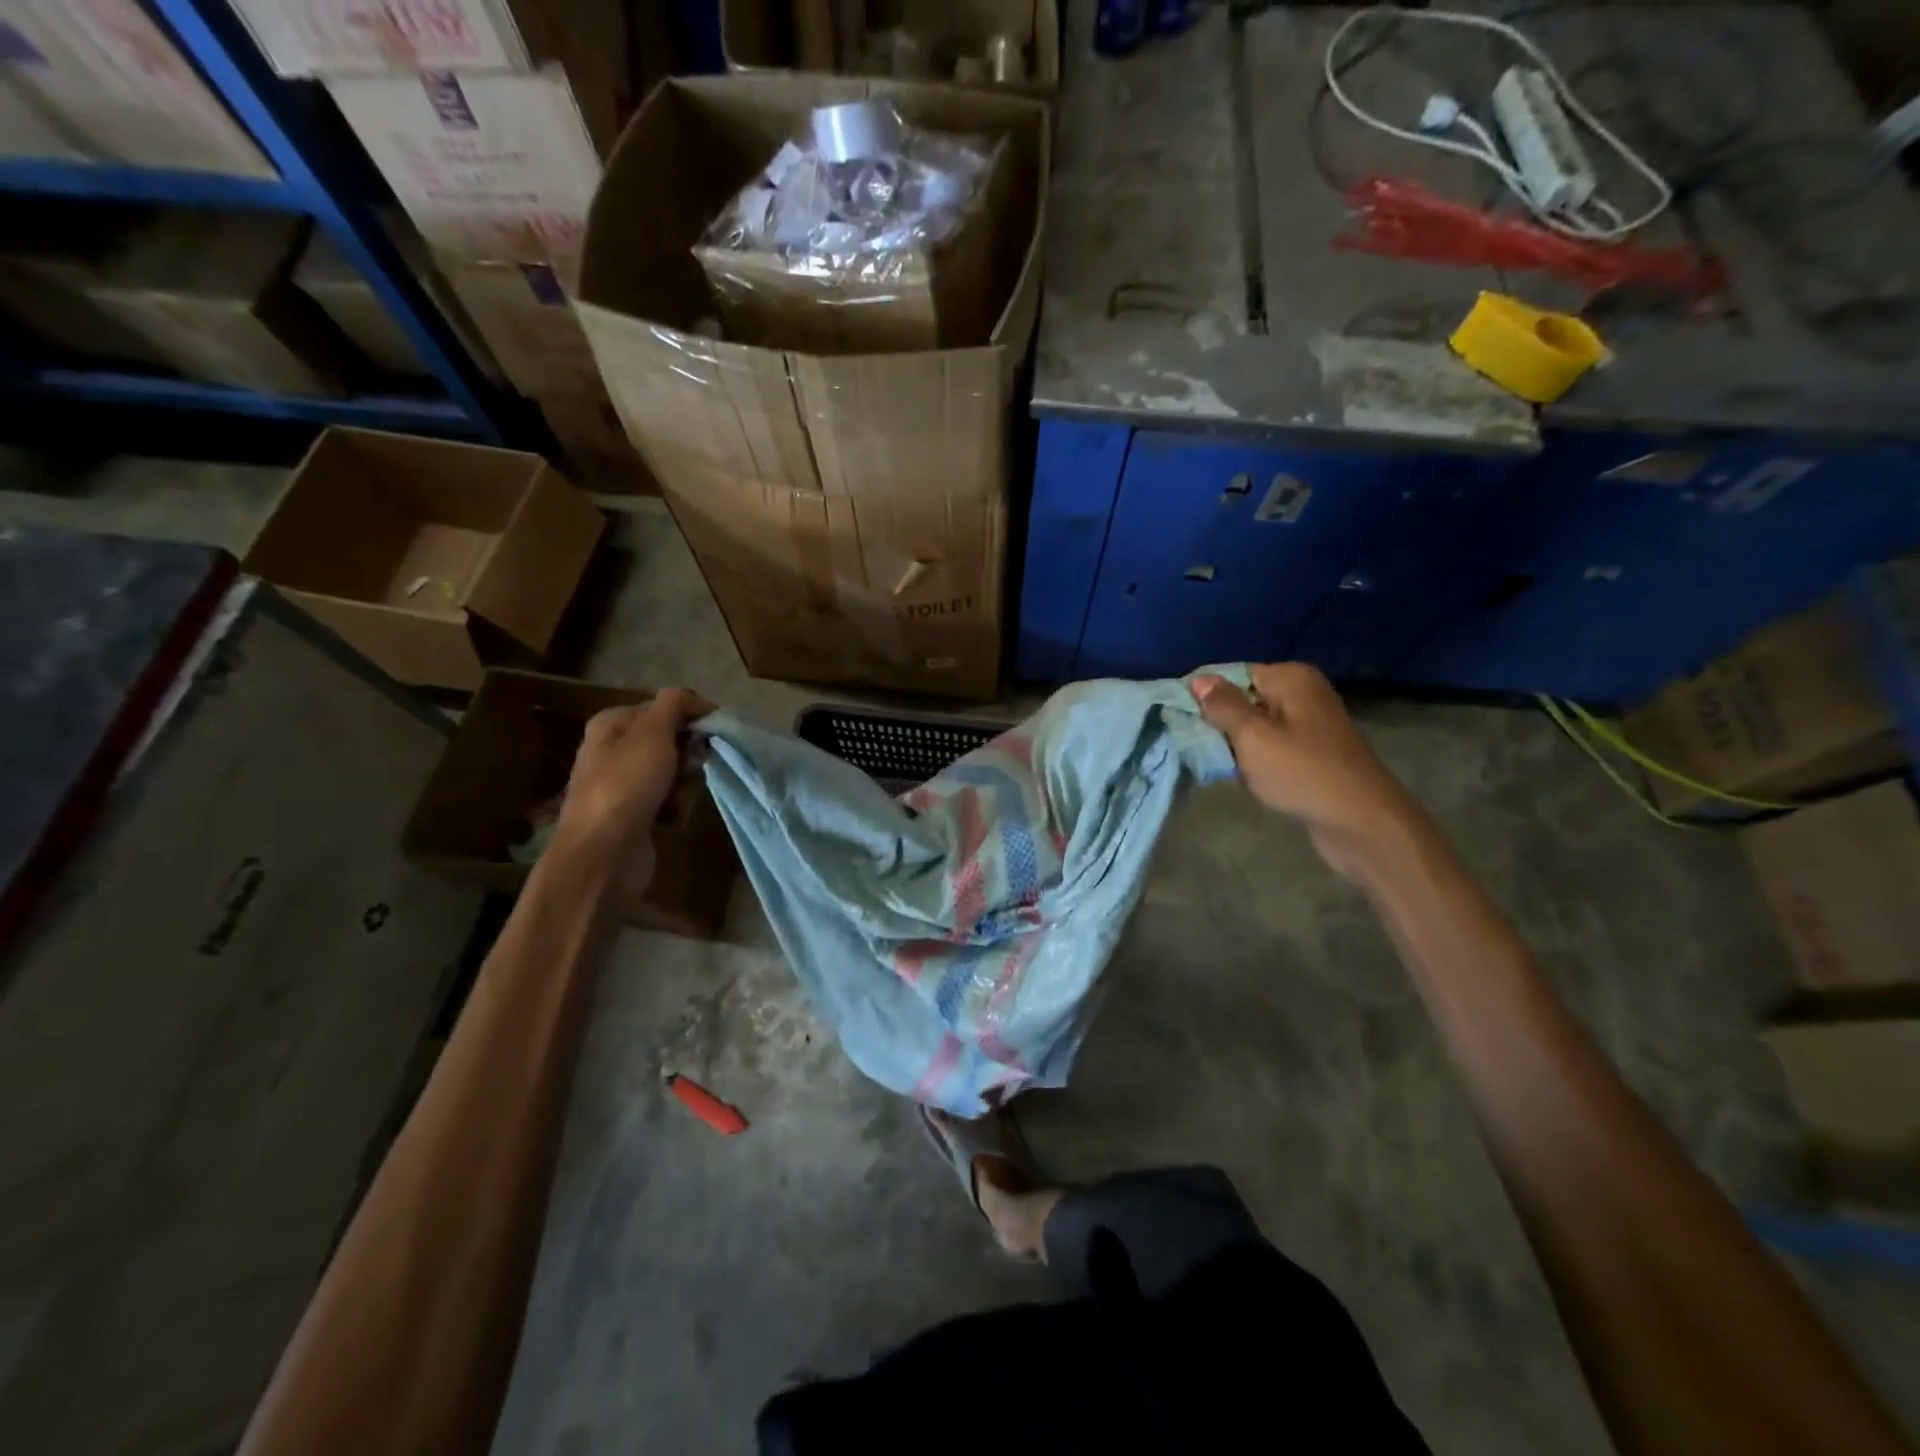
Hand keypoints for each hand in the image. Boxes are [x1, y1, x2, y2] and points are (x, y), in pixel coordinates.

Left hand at [555, 689, 713, 876]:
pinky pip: (668, 801)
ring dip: (685, 786)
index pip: (664, 707)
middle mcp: (615, 750)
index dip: (691, 718)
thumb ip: (675, 704)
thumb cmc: (627, 784)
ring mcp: (624, 784)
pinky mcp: (634, 814)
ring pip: (675, 773)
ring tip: (675, 801)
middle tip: (689, 769)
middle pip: (672, 741)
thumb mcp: (653, 732)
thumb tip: (695, 698)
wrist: (603, 852)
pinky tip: (669, 820)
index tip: (711, 733)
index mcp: (612, 724)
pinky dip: (675, 808)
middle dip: (688, 757)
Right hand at [1192, 664, 1419, 878]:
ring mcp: (1311, 725)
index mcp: (1291, 679)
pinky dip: (1256, 761)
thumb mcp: (1253, 737)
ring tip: (1220, 766)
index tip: (1182, 721)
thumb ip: (1224, 707)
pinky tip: (1246, 779)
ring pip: (1256, 727)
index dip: (1206, 696)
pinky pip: (1272, 748)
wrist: (1361, 822)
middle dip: (1220, 724)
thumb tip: (1200, 679)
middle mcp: (1304, 694)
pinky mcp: (1313, 754)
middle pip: (1245, 700)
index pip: (1234, 674)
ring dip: (1236, 747)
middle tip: (1200, 748)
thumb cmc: (1302, 773)